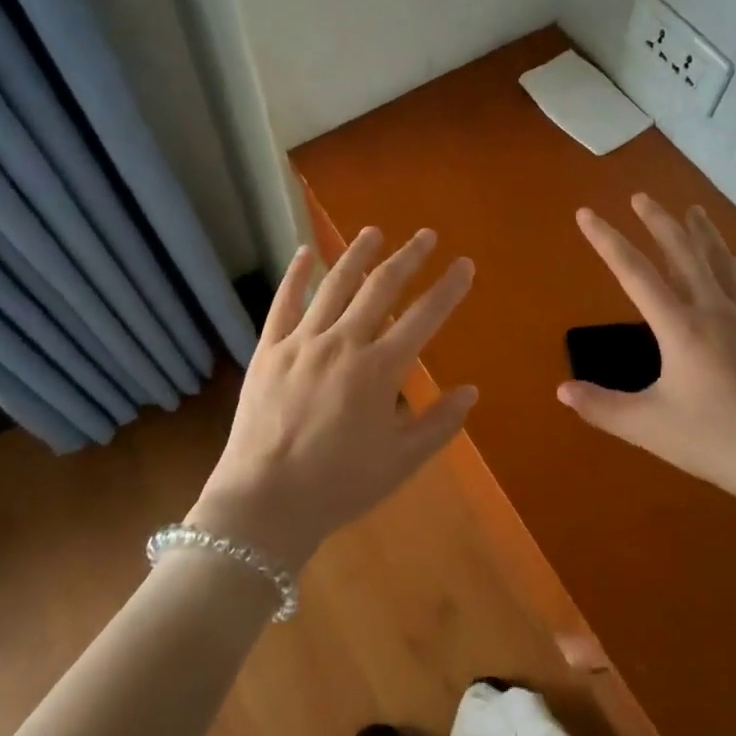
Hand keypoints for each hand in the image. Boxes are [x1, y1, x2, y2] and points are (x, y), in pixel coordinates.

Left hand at [190, 227, 477, 567]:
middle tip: (426, 235)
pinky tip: (306, 252)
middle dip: (408, 258)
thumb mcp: (401, 461)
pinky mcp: (269, 349)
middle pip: (382, 287)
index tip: (464, 263)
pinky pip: (284, 303)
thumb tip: (471, 391)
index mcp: (379, 369)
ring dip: (357, 254)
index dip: (448, 288)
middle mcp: (344, 342)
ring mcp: (302, 342)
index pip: (425, 317)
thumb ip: (439, 423)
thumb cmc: (339, 485)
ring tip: (374, 231)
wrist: (265, 503)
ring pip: (335, 285)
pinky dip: (296, 275)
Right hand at [559, 195, 735, 514]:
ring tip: (692, 211)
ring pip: (722, 262)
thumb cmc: (716, 443)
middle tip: (641, 196)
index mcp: (680, 327)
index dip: (606, 241)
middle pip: (683, 253)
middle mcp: (714, 310)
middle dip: (658, 222)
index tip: (586, 213)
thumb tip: (562, 391)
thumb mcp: (649, 428)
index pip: (634, 272)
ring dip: (702, 234)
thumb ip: (602, 407)